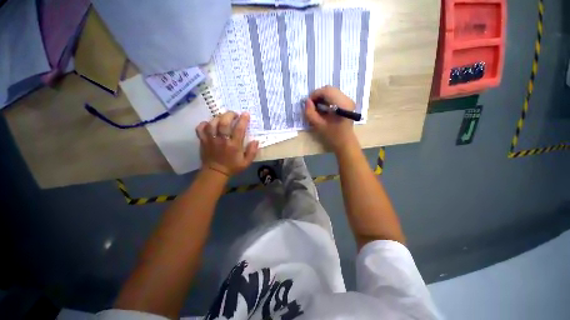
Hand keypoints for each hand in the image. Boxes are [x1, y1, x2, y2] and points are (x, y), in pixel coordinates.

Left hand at [196, 112, 258, 176]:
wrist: (215, 173)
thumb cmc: (232, 167)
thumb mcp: (246, 162)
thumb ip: (252, 152)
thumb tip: (256, 141)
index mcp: (234, 145)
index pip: (239, 129)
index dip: (243, 120)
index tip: (246, 114)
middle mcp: (222, 140)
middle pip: (224, 122)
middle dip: (230, 115)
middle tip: (234, 114)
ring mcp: (211, 140)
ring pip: (212, 123)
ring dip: (218, 118)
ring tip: (223, 118)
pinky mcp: (203, 141)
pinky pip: (200, 129)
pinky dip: (204, 124)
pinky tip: (209, 124)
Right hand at [305, 86, 357, 152]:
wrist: (344, 142)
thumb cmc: (332, 135)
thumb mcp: (318, 125)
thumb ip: (310, 113)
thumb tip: (307, 101)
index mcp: (342, 105)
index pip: (326, 91)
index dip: (315, 94)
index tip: (308, 103)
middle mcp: (347, 99)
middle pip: (329, 89)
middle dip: (318, 95)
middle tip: (311, 105)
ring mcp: (348, 100)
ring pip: (332, 91)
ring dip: (322, 97)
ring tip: (316, 107)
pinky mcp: (347, 102)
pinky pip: (335, 95)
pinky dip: (327, 99)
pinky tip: (323, 108)